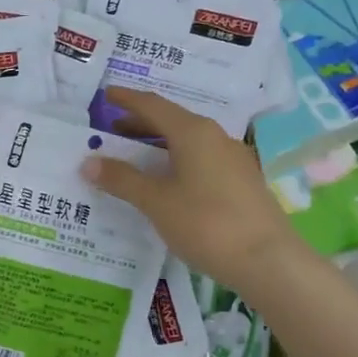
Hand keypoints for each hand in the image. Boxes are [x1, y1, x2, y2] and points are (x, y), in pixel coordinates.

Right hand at [79, 87, 294, 285]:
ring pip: (188, 140)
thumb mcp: (155, 202)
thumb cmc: (206, 224)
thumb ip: (121, 179)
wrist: (269, 262)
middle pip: (172, 120)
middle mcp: (215, 137)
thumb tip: (88, 162)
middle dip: (140, 123)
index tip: (107, 94)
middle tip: (112, 131)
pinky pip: (201, 158)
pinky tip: (167, 182)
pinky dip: (177, 160)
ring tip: (135, 157)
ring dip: (159, 143)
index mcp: (193, 132)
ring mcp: (233, 159)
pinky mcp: (243, 181)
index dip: (127, 99)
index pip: (153, 105)